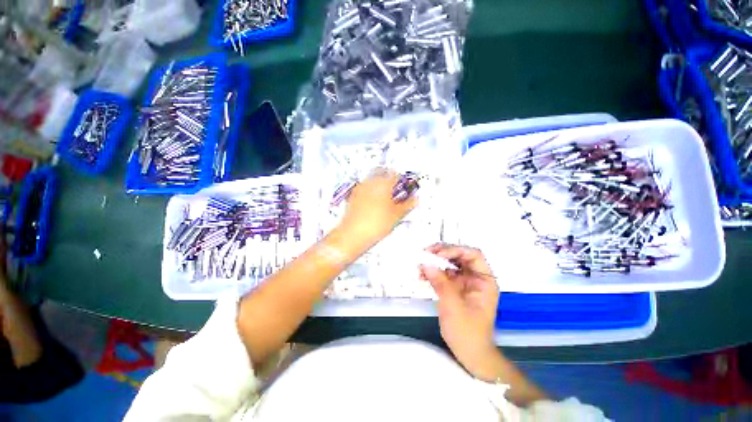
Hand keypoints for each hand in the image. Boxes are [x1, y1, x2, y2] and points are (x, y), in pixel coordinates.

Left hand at [339, 169, 416, 245]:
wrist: (353, 234)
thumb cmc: (375, 224)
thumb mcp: (397, 215)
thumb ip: (408, 205)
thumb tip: (414, 199)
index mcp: (383, 183)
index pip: (396, 174)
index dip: (403, 182)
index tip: (405, 189)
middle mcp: (370, 181)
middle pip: (383, 174)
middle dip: (390, 182)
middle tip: (395, 193)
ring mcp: (360, 188)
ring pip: (373, 181)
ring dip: (380, 187)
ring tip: (385, 200)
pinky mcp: (353, 195)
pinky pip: (365, 189)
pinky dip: (371, 193)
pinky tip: (374, 205)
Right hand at [420, 244, 499, 379]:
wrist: (469, 354)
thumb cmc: (467, 332)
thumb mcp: (453, 306)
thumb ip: (440, 282)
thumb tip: (426, 264)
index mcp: (484, 281)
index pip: (473, 255)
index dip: (456, 250)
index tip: (438, 254)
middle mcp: (475, 278)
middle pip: (460, 256)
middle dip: (442, 253)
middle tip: (426, 253)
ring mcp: (464, 283)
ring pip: (450, 264)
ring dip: (435, 262)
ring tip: (421, 263)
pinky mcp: (454, 288)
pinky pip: (443, 274)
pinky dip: (433, 272)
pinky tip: (422, 275)